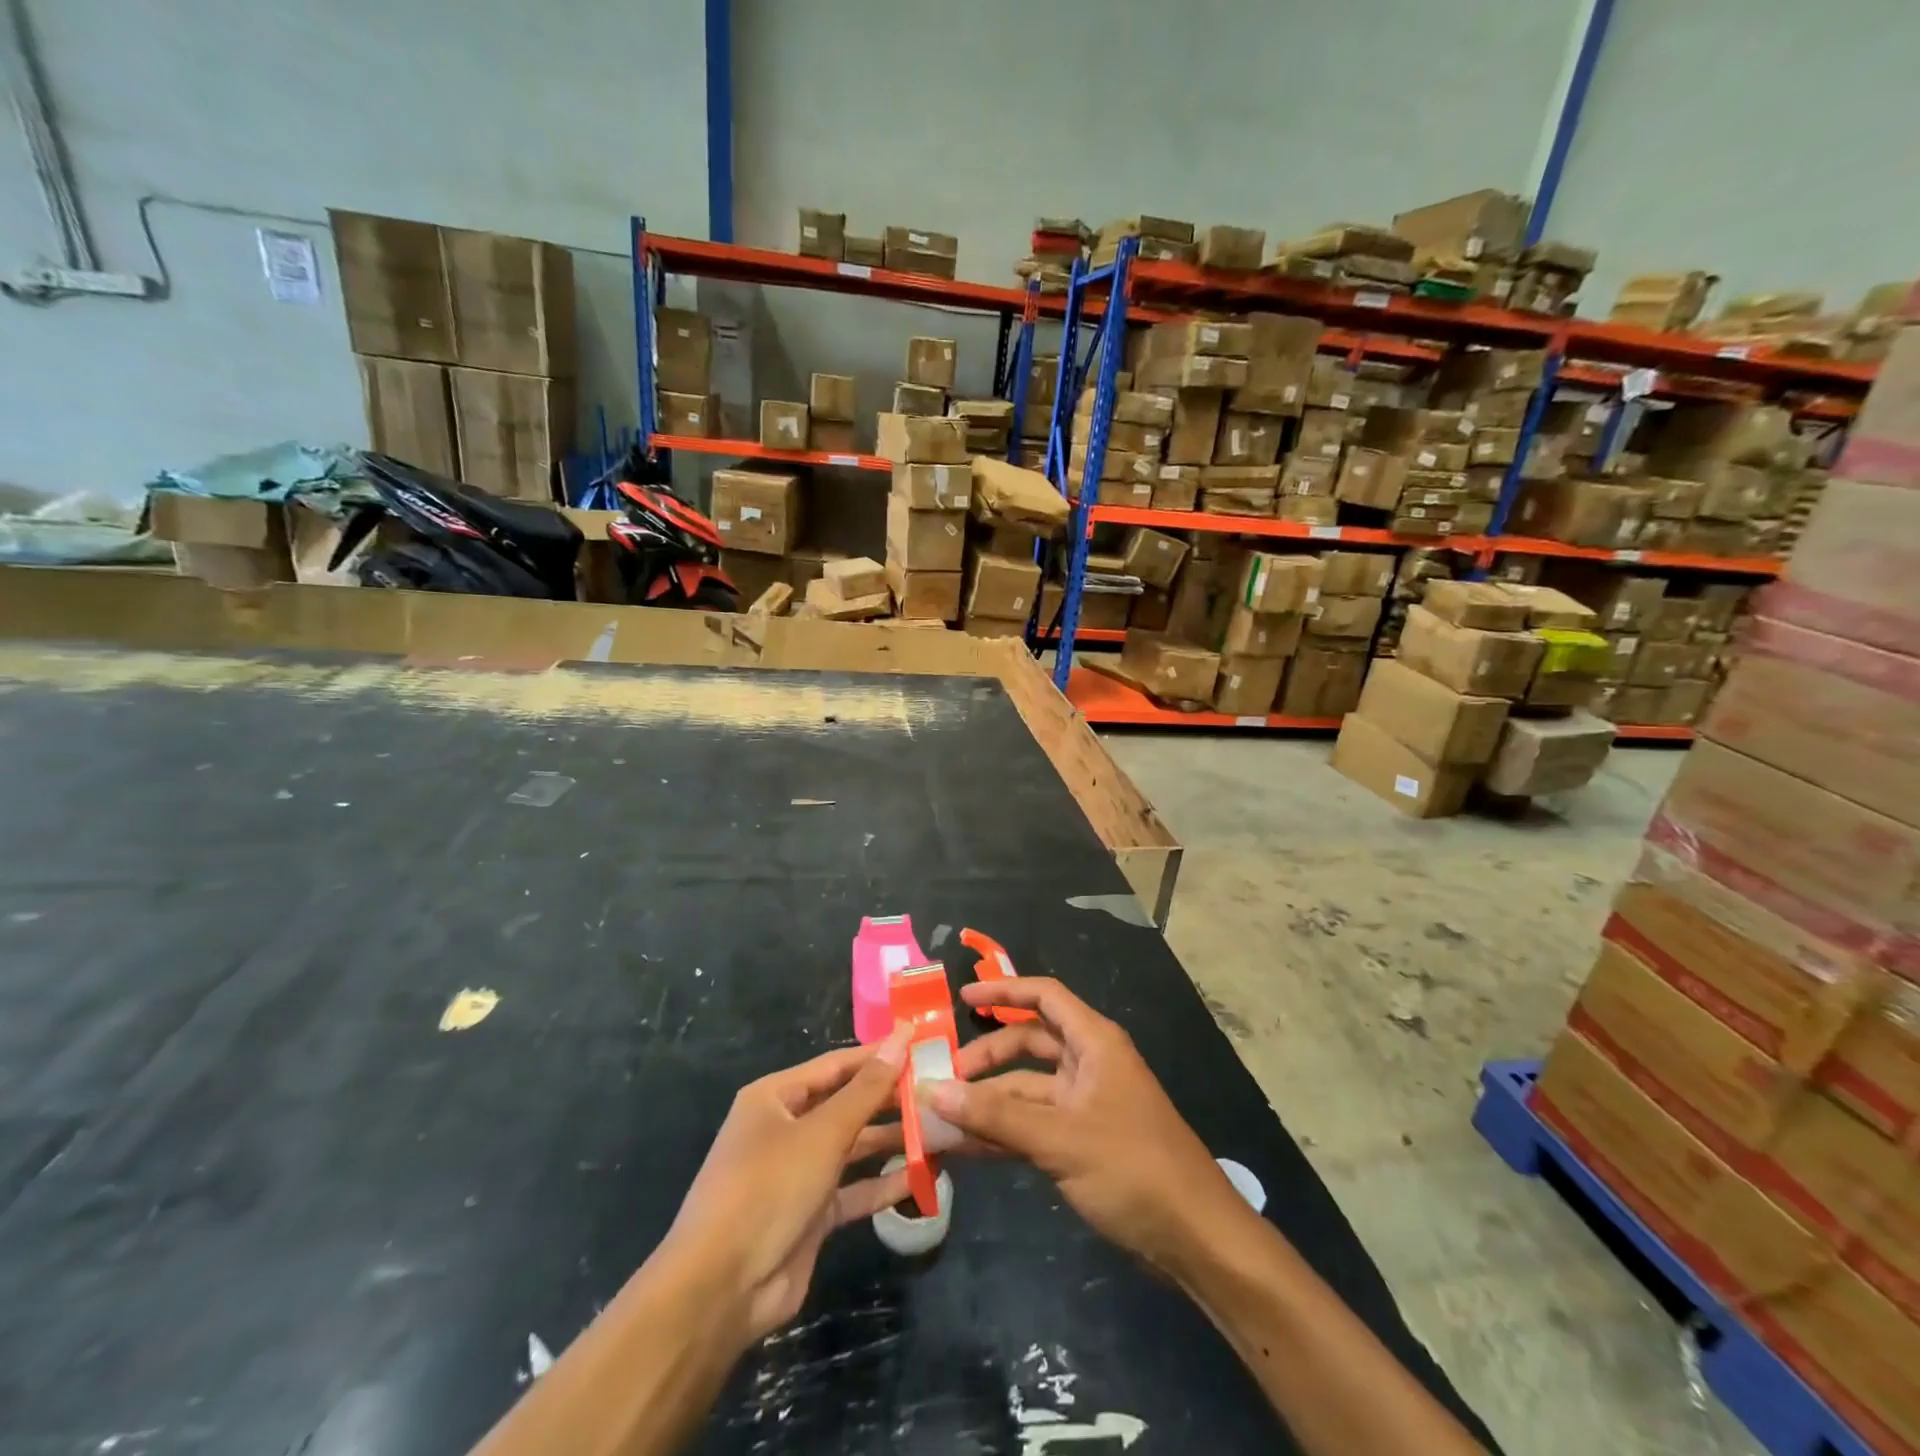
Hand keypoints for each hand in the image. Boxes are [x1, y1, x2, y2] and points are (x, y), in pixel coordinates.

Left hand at [658, 1027, 910, 1349]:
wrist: (721, 1289)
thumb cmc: (768, 1188)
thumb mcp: (823, 1133)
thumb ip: (866, 1089)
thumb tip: (900, 1037)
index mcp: (775, 1097)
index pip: (836, 1065)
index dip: (878, 1055)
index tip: (920, 1044)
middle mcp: (785, 1129)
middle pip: (846, 1105)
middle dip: (889, 1099)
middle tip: (938, 1090)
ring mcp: (798, 1174)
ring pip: (853, 1147)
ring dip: (892, 1141)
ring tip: (940, 1130)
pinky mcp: (811, 1215)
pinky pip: (853, 1190)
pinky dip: (883, 1184)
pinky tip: (923, 1176)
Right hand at [928, 978, 1249, 1278]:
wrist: (1195, 1238)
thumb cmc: (1133, 1168)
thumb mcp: (1060, 1138)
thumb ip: (996, 1115)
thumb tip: (933, 1091)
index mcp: (1094, 1042)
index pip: (1043, 997)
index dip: (1003, 990)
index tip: (962, 996)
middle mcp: (1088, 1064)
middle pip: (1029, 1043)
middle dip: (988, 1056)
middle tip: (944, 1078)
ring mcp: (1085, 1104)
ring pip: (1027, 1088)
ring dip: (989, 1101)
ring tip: (943, 1116)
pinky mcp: (1082, 1142)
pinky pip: (1033, 1124)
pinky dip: (1003, 1132)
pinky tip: (966, 1147)